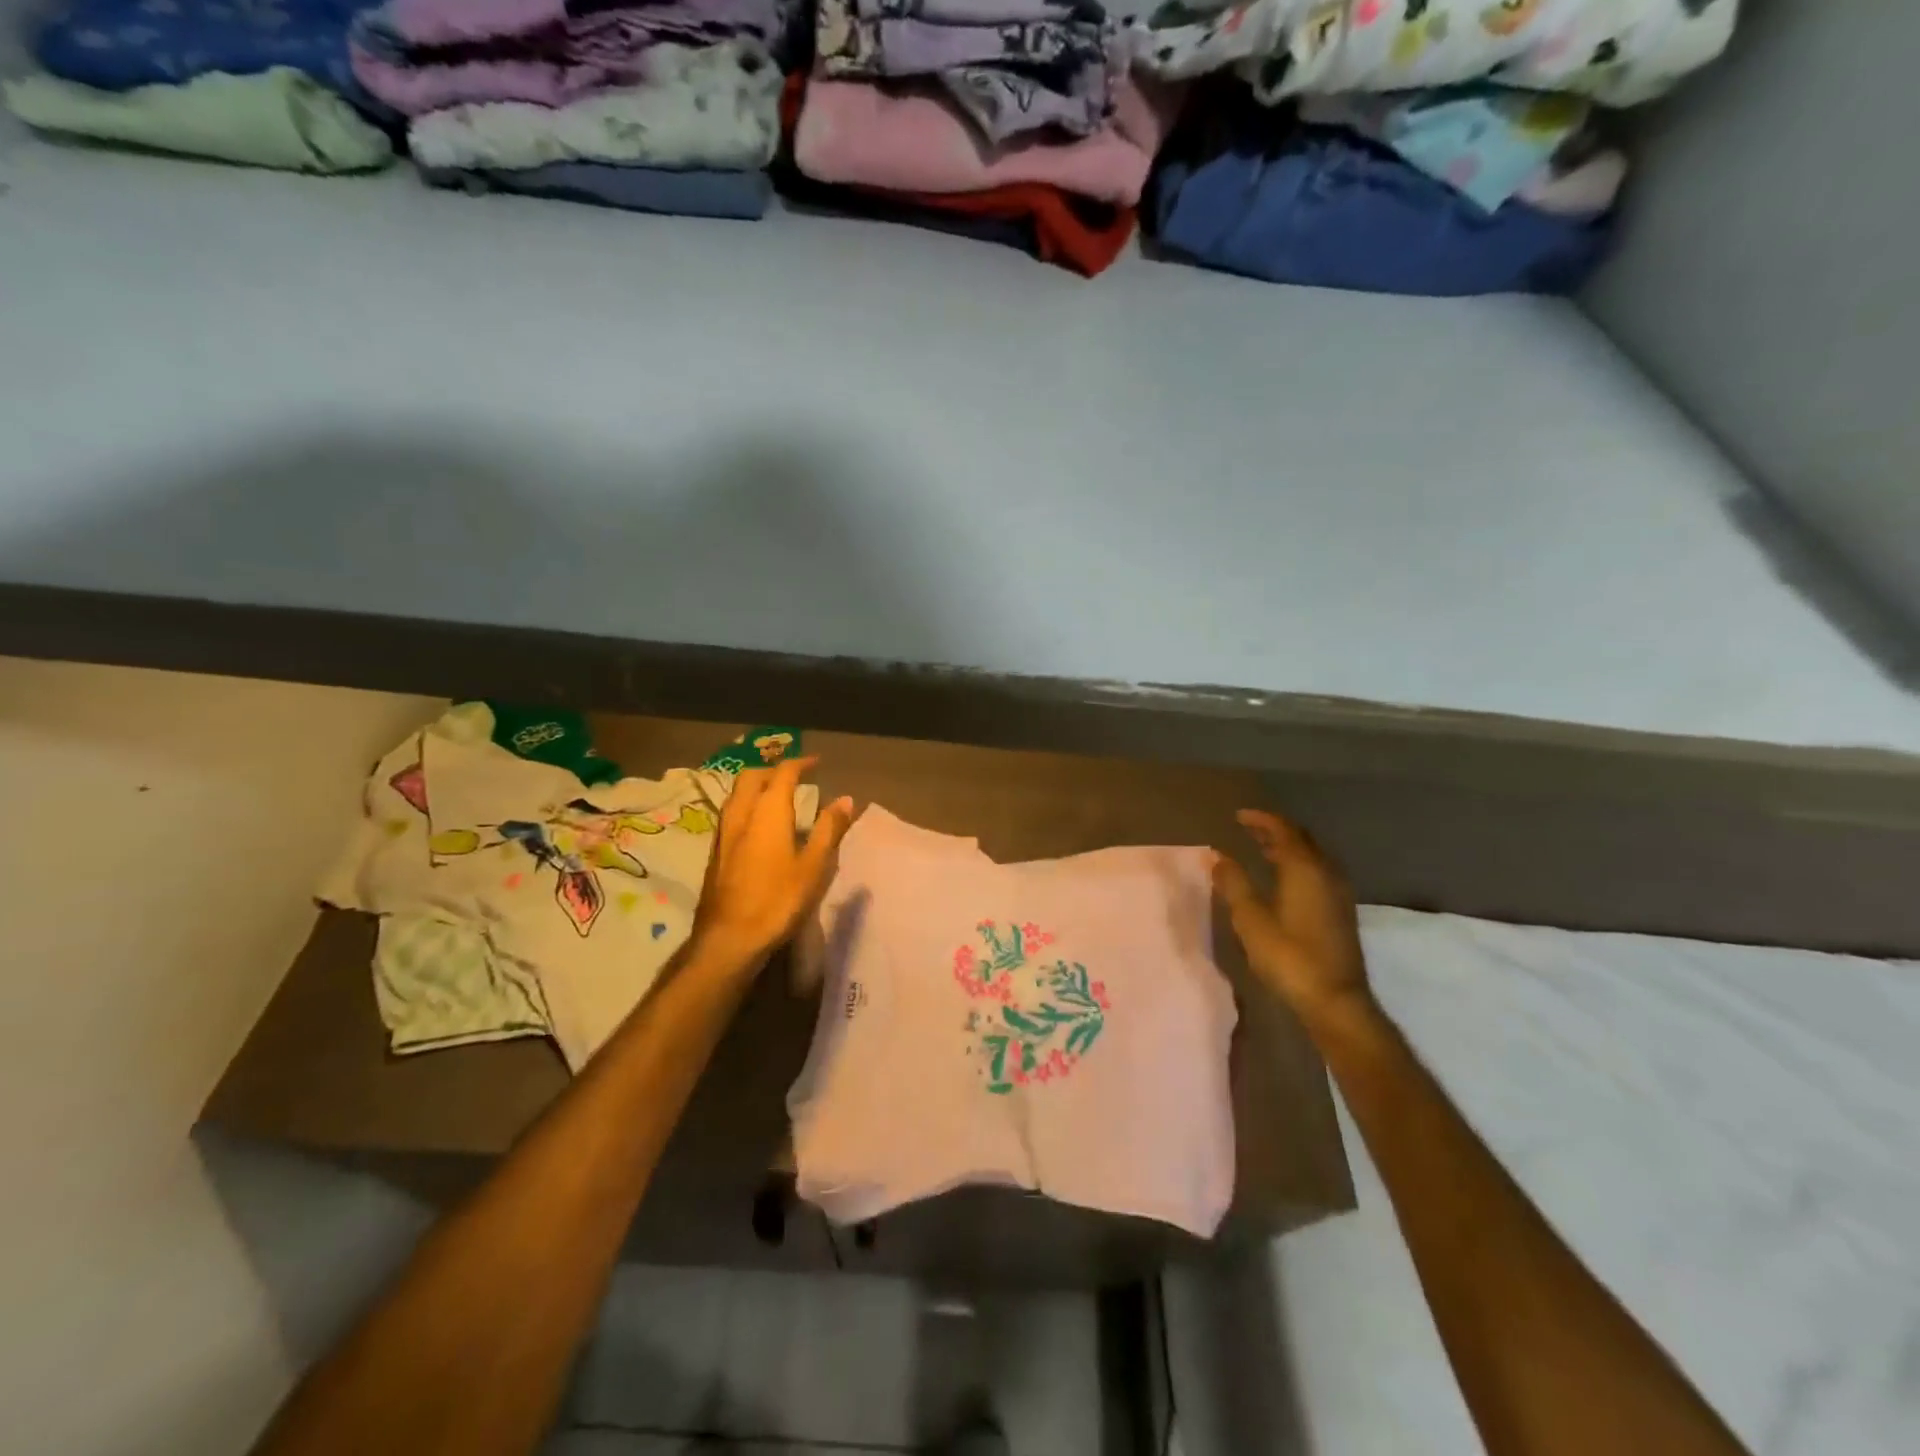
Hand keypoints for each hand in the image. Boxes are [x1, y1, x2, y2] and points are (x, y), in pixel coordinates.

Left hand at [692, 757, 854, 969]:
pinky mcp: (715, 852)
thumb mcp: (814, 866)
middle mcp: (741, 814)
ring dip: (756, 786)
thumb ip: (829, 829)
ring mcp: (723, 833)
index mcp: (767, 812)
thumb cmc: (778, 900)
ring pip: (737, 794)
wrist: (729, 938)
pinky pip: (731, 813)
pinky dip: (747, 805)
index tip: (816, 763)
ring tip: (777, 796)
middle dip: (773, 770)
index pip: (782, 773)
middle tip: (795, 776)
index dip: (800, 764)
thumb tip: (846, 799)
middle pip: (752, 777)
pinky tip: (758, 825)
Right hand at [1213, 809, 1371, 1024]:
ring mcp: (1338, 892)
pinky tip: (1283, 879)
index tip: (1238, 816)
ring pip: (1312, 856)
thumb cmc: (1289, 956)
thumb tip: (1218, 856)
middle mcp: (1326, 872)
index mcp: (1304, 868)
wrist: (1335, 1000)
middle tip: (1249, 828)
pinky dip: (1298, 864)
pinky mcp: (1341, 910)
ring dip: (1288, 847)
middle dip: (1275, 830)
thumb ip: (1234, 883)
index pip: (1283, 830)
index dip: (1260, 819)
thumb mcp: (1251, 919)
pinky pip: (1318, 871)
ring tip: (1262, 849)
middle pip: (1301, 839)